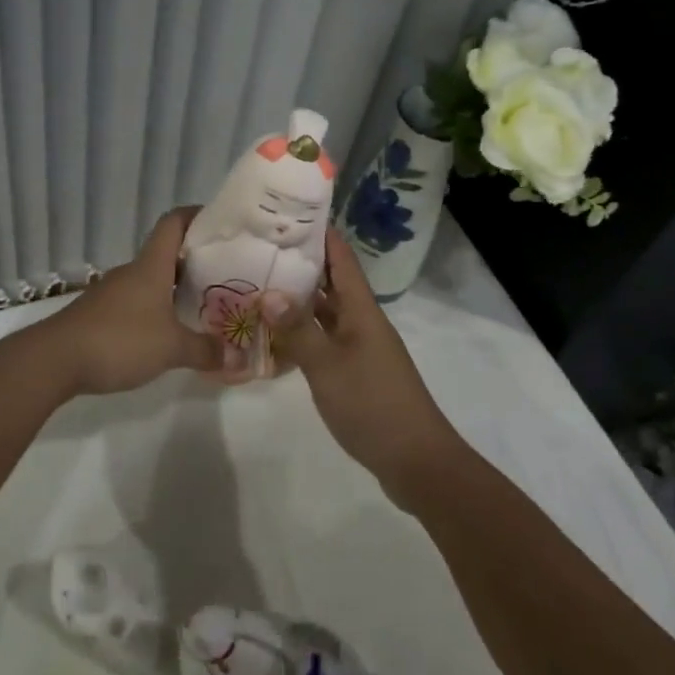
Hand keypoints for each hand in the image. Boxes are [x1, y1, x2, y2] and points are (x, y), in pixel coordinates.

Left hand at [41, 208, 223, 395]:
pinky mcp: (99, 315)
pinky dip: (154, 310)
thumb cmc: (119, 340)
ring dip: (174, 289)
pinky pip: (135, 303)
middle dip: (193, 261)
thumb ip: (205, 350)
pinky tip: (165, 333)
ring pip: (150, 281)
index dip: (195, 215)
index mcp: (151, 266)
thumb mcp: (171, 349)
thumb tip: (238, 358)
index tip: (219, 221)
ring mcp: (112, 292)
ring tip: (200, 306)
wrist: (55, 359)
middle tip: (222, 274)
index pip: (173, 223)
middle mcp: (132, 272)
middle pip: (165, 254)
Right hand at [274, 229, 463, 505]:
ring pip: (324, 313)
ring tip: (257, 287)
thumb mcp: (328, 366)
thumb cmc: (373, 405)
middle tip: (258, 249)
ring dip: (296, 301)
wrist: (417, 462)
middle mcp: (361, 321)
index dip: (320, 232)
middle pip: (330, 282)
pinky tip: (273, 339)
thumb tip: (269, 292)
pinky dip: (300, 335)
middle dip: (298, 264)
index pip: (341, 258)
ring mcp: (359, 347)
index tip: (289, 212)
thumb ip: (298, 329)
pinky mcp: (355, 372)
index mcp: (361, 309)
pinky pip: (323, 341)